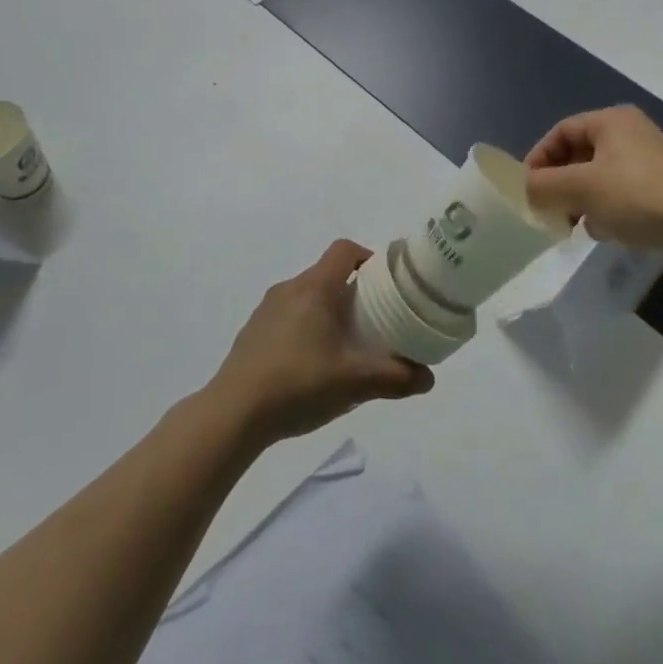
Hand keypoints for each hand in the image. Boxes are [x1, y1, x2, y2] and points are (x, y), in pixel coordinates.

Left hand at [207, 240, 434, 447]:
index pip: (345, 250)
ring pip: (307, 297)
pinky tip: (311, 367)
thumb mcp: (355, 383)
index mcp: (315, 288)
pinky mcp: (252, 332)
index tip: (386, 285)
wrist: (234, 413)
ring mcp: (265, 310)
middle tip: (374, 323)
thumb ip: (396, 378)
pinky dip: (305, 329)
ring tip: (345, 348)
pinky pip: (288, 318)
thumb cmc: (299, 384)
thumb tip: (428, 379)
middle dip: (354, 293)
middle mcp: (289, 289)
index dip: (369, 258)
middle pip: (328, 275)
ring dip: (328, 313)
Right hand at [525, 107, 662, 272]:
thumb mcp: (579, 187)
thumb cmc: (635, 196)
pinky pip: (615, 194)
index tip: (527, 187)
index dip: (539, 157)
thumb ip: (543, 185)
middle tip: (546, 208)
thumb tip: (526, 190)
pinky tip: (604, 230)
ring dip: (579, 200)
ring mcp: (643, 163)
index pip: (561, 131)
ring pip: (594, 178)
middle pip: (576, 155)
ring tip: (573, 223)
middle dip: (558, 184)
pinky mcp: (655, 189)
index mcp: (611, 121)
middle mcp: (628, 135)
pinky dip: (603, 210)